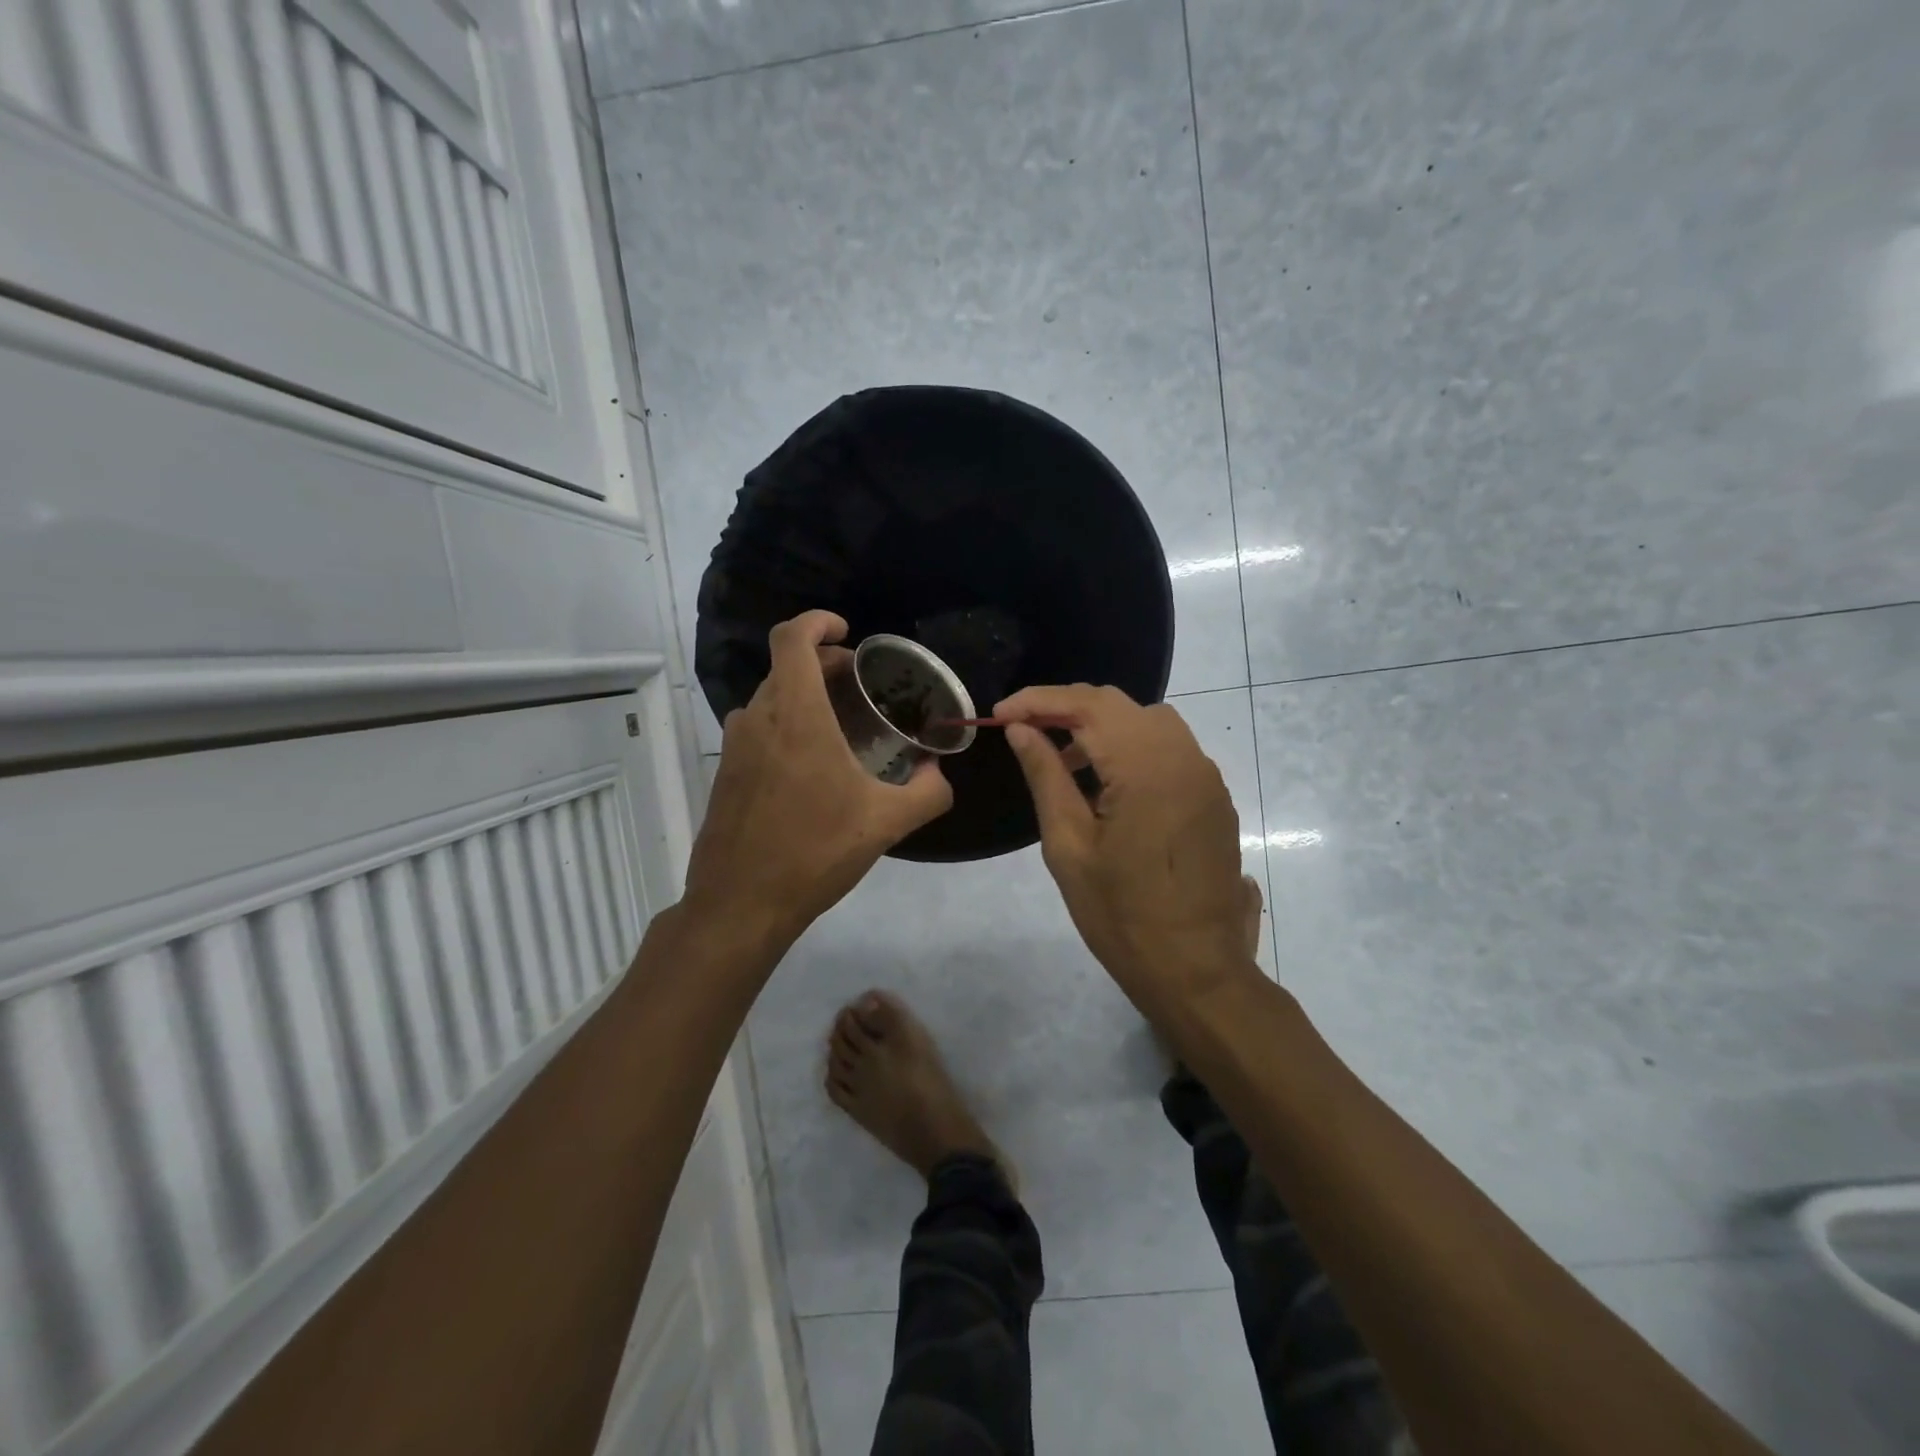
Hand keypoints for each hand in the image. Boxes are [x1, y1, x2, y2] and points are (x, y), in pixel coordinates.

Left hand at [681, 611, 953, 947]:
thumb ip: (928, 793)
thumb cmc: (814, 852)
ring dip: (804, 695)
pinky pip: (759, 729)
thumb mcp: (886, 823)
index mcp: (795, 714)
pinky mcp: (726, 773)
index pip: (791, 637)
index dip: (817, 621)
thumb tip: (940, 775)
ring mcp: (735, 746)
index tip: (847, 631)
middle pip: (786, 666)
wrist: (740, 904)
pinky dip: (786, 724)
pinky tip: (813, 764)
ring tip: (841, 722)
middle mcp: (758, 718)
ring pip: (771, 698)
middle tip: (860, 681)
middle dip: (823, 662)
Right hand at [997, 684, 1255, 1016]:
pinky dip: (1131, 747)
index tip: (1000, 713)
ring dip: (1101, 726)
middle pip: (1119, 704)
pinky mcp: (1214, 796)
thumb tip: (1021, 729)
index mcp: (1146, 767)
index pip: (1087, 705)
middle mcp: (1183, 757)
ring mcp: (1206, 776)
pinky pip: (1169, 748)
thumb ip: (1046, 776)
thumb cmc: (1120, 914)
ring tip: (1064, 760)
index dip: (1039, 700)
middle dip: (1067, 707)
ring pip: (1147, 721)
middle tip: (1025, 731)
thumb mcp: (1068, 845)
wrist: (1195, 970)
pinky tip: (1107, 783)